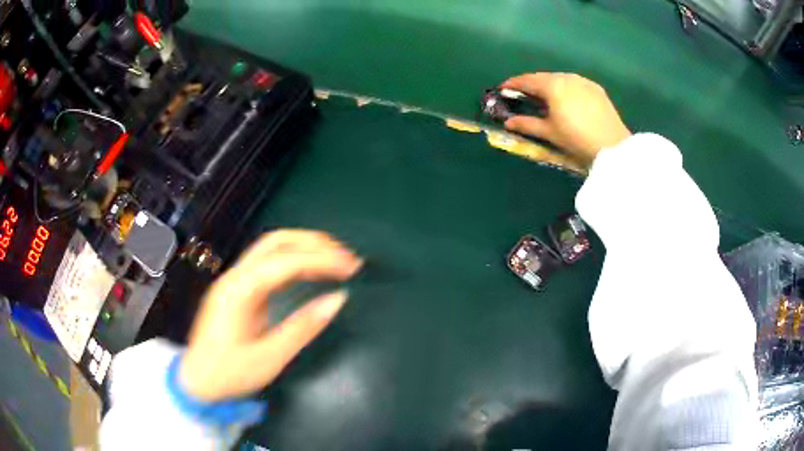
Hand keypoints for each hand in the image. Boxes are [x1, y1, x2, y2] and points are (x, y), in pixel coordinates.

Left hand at [179, 230, 362, 401]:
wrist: (197, 382)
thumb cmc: (230, 373)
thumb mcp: (269, 357)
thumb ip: (303, 327)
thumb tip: (338, 300)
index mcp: (240, 290)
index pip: (286, 261)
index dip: (322, 259)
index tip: (351, 267)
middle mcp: (236, 277)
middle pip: (277, 241)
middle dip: (314, 242)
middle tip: (346, 257)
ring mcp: (234, 281)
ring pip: (272, 248)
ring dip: (305, 247)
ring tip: (335, 259)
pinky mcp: (238, 290)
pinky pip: (268, 264)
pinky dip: (294, 261)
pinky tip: (310, 270)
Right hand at [501, 73, 630, 164]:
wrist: (612, 146)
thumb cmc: (577, 139)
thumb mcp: (549, 133)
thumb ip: (526, 124)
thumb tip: (508, 123)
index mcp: (552, 85)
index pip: (526, 80)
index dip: (512, 84)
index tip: (503, 89)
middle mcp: (566, 77)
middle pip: (543, 77)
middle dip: (531, 84)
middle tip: (522, 95)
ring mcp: (583, 81)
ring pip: (559, 78)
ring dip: (548, 85)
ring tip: (544, 98)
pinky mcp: (595, 88)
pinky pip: (574, 83)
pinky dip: (565, 88)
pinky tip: (566, 100)